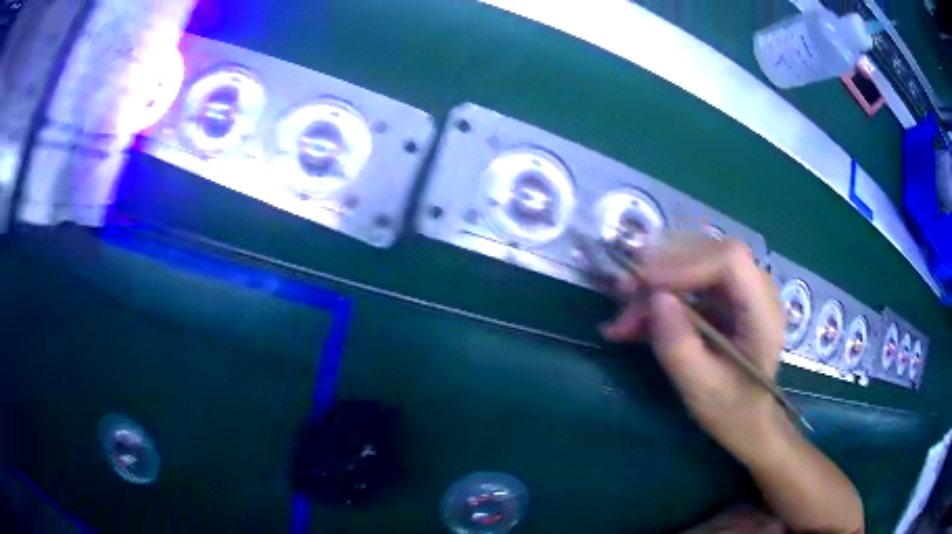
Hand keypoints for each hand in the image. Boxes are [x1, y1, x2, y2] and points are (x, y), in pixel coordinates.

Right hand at [602, 235, 785, 459]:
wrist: (748, 421)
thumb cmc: (731, 411)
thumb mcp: (700, 389)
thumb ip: (679, 346)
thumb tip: (655, 297)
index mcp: (763, 314)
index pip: (731, 260)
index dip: (687, 263)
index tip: (645, 284)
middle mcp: (756, 290)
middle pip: (708, 253)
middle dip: (662, 269)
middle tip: (622, 292)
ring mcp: (740, 290)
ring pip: (693, 262)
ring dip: (653, 284)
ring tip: (623, 319)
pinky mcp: (724, 298)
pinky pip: (687, 282)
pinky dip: (657, 298)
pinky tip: (633, 323)